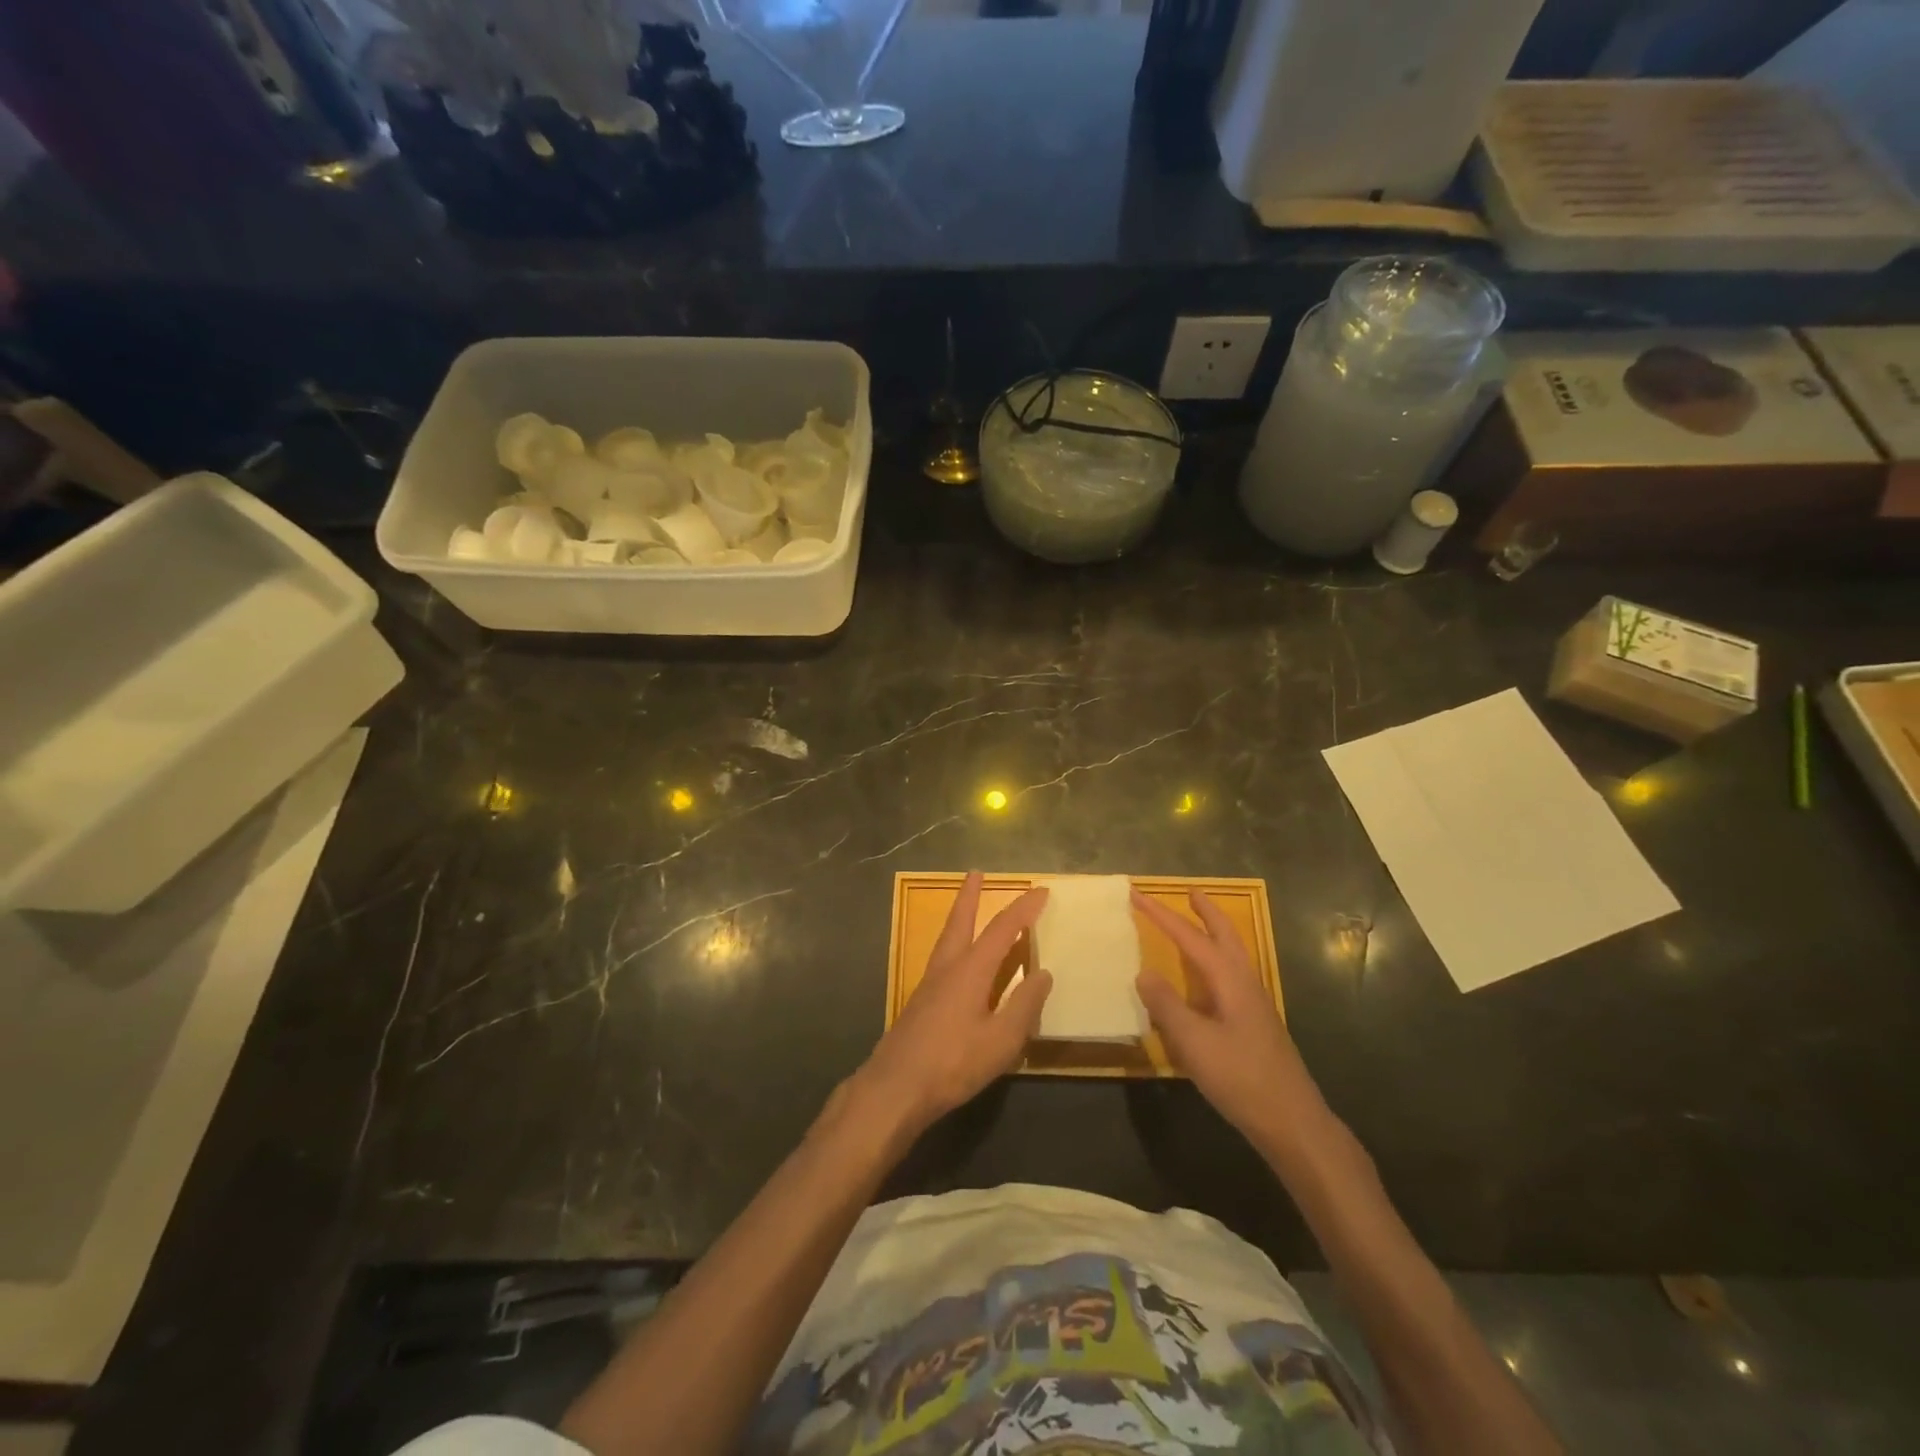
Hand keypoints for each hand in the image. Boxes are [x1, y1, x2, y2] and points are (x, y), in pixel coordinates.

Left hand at [856, 874, 1051, 1138]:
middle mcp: (947, 968)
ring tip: (967, 908)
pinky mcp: (920, 1004)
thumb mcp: (1001, 1039)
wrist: (895, 1088)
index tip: (1041, 891)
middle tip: (975, 873)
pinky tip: (961, 964)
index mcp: (970, 970)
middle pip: (960, 921)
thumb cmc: (953, 1062)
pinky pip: (943, 960)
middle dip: (970, 896)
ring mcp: (929, 985)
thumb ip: (1024, 1005)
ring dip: (959, 917)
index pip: (1002, 929)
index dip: (1023, 910)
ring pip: (947, 939)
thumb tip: (1043, 973)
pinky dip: (956, 946)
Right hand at [1133, 888, 1330, 1149]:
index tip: (1137, 895)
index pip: (1190, 937)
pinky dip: (1215, 962)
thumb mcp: (1194, 1042)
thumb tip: (1143, 972)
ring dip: (1215, 933)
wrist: (1292, 1122)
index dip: (1162, 916)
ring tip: (1197, 924)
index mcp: (1230, 980)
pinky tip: (1204, 981)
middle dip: (1207, 912)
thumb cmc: (1241, 1078)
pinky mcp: (1255, 1025)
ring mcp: (1254, 1004)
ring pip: (1232, 955)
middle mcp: (1245, 984)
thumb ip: (1167, 1005)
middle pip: (1226, 936)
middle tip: (1190, 892)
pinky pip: (1231, 977)